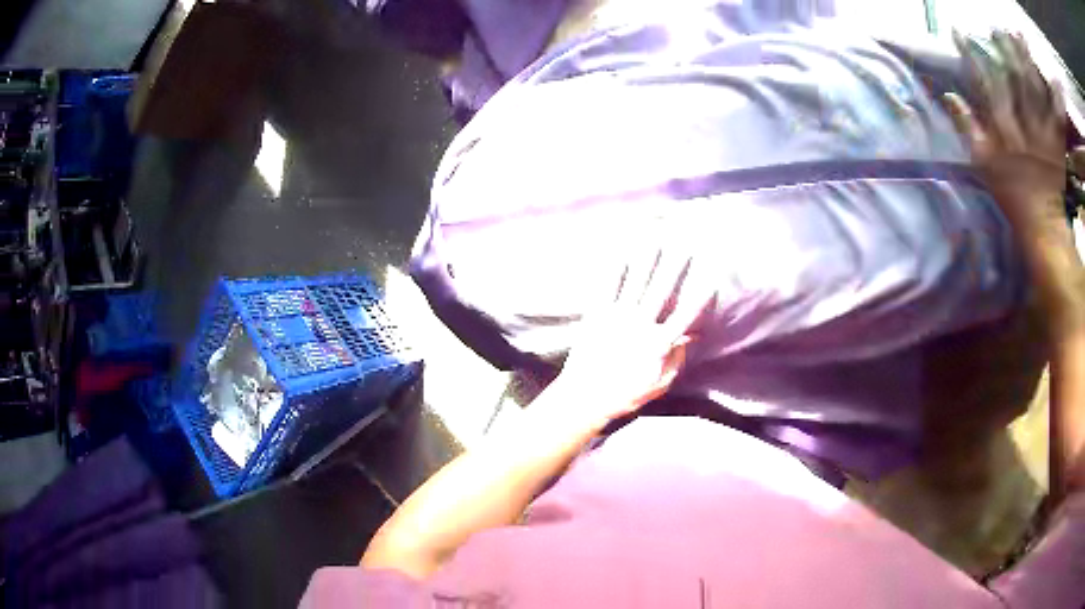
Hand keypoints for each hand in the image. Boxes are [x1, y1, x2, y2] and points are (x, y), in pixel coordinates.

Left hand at [550, 249, 713, 428]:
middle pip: (662, 291)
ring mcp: (617, 318)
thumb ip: (676, 360)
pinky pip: (608, 288)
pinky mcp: (596, 316)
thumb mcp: (658, 384)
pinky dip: (616, 270)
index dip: (700, 297)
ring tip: (655, 240)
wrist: (585, 399)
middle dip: (675, 268)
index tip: (712, 279)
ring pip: (636, 283)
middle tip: (685, 247)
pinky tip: (621, 254)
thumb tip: (689, 339)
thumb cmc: (625, 396)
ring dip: (647, 260)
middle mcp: (640, 326)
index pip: (685, 316)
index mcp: (658, 344)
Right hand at [944, 30, 1066, 227]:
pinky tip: (1043, 74)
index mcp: (1005, 132)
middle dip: (1006, 49)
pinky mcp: (1057, 143)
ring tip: (1018, 35)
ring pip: (1036, 90)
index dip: (972, 56)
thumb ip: (969, 131)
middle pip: (1015, 80)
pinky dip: (1050, 92)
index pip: (986, 84)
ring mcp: (1043, 133)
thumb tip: (950, 96)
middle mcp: (1025, 126)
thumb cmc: (1013, 199)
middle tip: (997, 24)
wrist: (1044, 228)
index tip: (958, 31)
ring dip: (1028, 61)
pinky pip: (1054, 113)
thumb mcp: (985, 168)